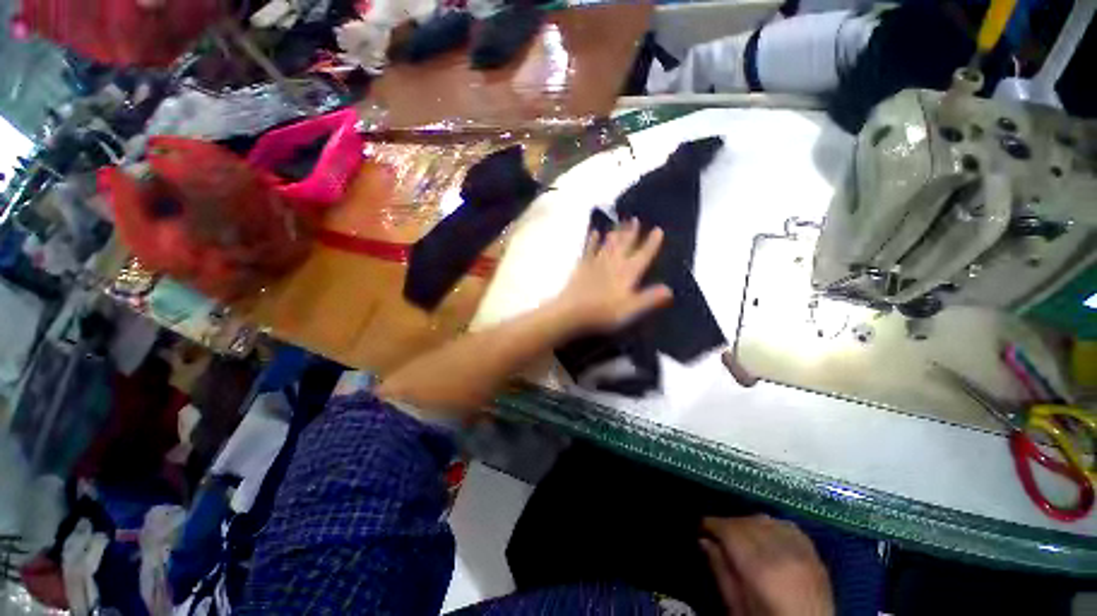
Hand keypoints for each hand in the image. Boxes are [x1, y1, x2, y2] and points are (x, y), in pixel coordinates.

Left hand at [554, 219, 672, 331]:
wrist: (571, 312)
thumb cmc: (603, 313)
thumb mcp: (630, 310)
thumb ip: (649, 298)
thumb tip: (669, 289)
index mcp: (627, 274)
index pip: (643, 255)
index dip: (651, 243)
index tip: (658, 230)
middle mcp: (613, 264)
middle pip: (624, 245)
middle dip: (631, 232)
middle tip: (635, 219)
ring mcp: (596, 263)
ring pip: (608, 244)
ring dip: (615, 233)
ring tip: (620, 223)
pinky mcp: (582, 267)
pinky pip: (588, 249)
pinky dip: (592, 241)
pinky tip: (593, 233)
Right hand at [700, 515, 833, 615]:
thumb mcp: (738, 609)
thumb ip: (721, 573)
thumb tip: (703, 540)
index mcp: (761, 570)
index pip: (730, 530)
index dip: (712, 524)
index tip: (701, 527)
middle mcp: (783, 553)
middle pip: (747, 522)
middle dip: (728, 524)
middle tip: (716, 535)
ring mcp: (802, 552)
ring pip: (766, 520)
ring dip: (747, 523)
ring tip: (739, 536)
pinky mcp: (815, 554)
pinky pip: (787, 526)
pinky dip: (771, 526)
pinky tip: (764, 535)